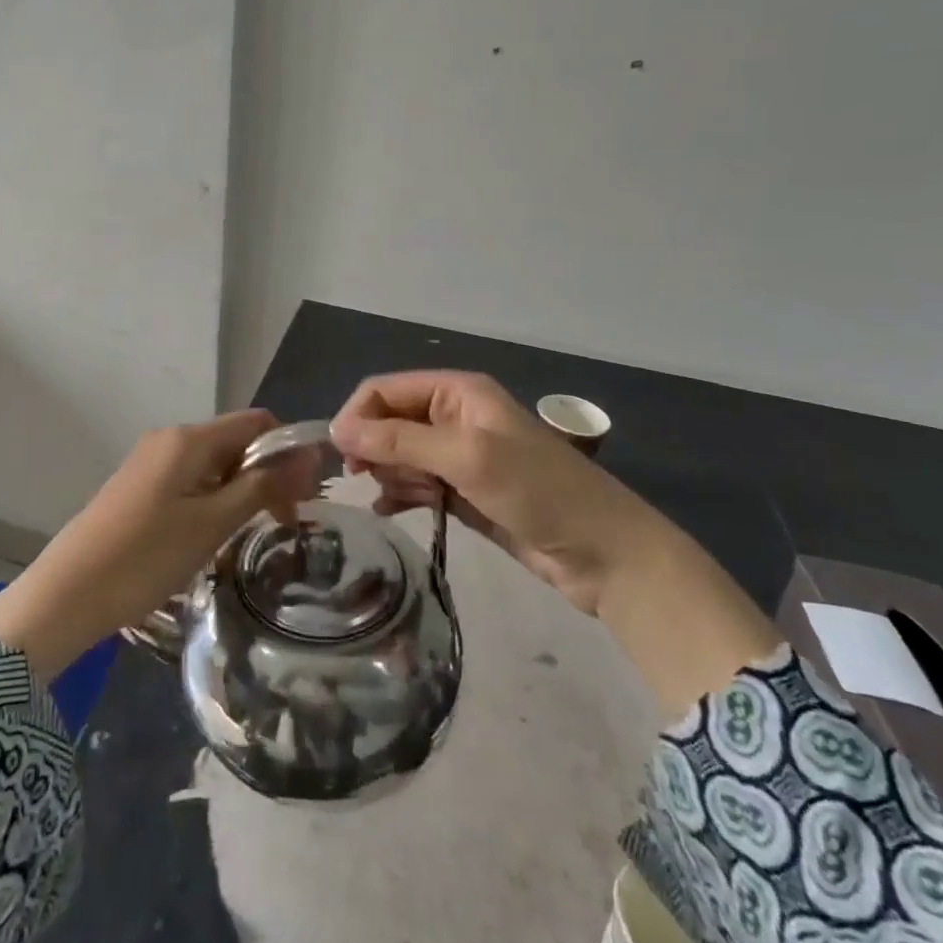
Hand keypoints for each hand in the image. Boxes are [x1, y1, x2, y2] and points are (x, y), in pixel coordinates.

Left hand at [0, 410, 320, 677]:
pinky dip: (214, 499)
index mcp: (189, 438)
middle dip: (267, 473)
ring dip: (241, 490)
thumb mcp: (212, 523)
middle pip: (235, 441)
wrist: (68, 592)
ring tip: (254, 533)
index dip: (288, 450)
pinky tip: (216, 535)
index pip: (257, 422)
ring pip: (214, 464)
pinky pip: (191, 480)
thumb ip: (262, 486)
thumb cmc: (147, 556)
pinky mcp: (140, 486)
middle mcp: (170, 439)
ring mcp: (151, 462)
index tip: (306, 494)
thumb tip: (309, 457)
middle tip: (287, 521)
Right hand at [330, 370, 645, 614]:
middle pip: (391, 421)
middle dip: (372, 445)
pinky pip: (417, 484)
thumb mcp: (466, 457)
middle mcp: (455, 417)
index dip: (359, 414)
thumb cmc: (538, 491)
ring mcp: (460, 456)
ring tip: (389, 498)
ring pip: (401, 454)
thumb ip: (400, 441)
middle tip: (361, 477)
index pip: (387, 389)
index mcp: (458, 392)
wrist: (605, 554)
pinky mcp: (464, 492)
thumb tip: (338, 429)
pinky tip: (389, 511)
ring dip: (388, 472)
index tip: (339, 452)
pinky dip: (400, 493)